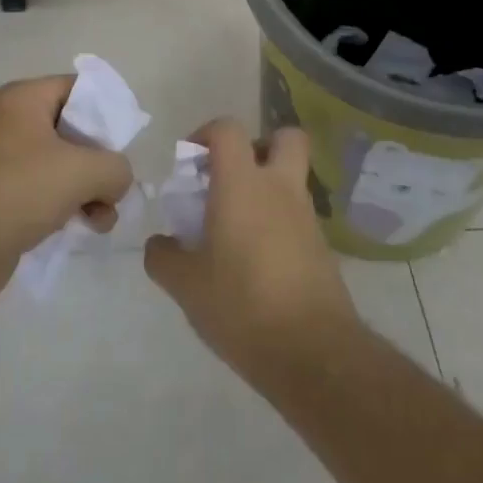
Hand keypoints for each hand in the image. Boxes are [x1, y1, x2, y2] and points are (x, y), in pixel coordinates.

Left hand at [0, 76, 134, 312]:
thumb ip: (116, 167)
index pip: (79, 88)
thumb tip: (116, 181)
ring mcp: (5, 161)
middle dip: (101, 160)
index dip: (108, 110)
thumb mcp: (83, 170)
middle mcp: (13, 123)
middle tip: (116, 185)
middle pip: (75, 129)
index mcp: (25, 99)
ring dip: (90, 190)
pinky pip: (47, 192)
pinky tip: (85, 229)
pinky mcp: (2, 197)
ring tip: (102, 217)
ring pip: (64, 165)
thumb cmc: (18, 191)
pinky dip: (69, 207)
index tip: (128, 141)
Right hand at [144, 119, 361, 384]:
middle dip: (258, 146)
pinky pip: (298, 217)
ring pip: (291, 180)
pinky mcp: (323, 248)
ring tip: (236, 230)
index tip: (190, 162)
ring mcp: (307, 217)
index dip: (206, 133)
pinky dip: (278, 224)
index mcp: (242, 185)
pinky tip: (257, 262)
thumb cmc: (241, 305)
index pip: (228, 130)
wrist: (313, 353)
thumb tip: (160, 244)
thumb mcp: (186, 285)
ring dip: (267, 190)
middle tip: (231, 177)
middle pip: (284, 138)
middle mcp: (279, 189)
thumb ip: (164, 257)